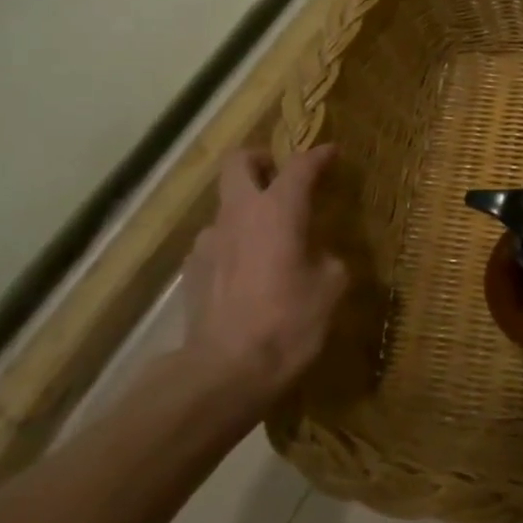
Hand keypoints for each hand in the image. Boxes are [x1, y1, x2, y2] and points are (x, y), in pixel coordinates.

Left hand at [181, 144, 348, 420]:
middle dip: (261, 160)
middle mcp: (238, 214)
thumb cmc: (290, 321)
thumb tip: (318, 255)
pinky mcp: (191, 271)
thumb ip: (327, 257)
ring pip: (226, 207)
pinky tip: (249, 273)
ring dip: (247, 210)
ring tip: (269, 239)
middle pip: (239, 163)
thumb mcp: (332, 286)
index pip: (299, 166)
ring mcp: (208, 241)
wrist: (226, 370)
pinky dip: (234, 245)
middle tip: (281, 174)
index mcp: (279, 210)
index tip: (332, 152)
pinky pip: (217, 243)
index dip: (318, 156)